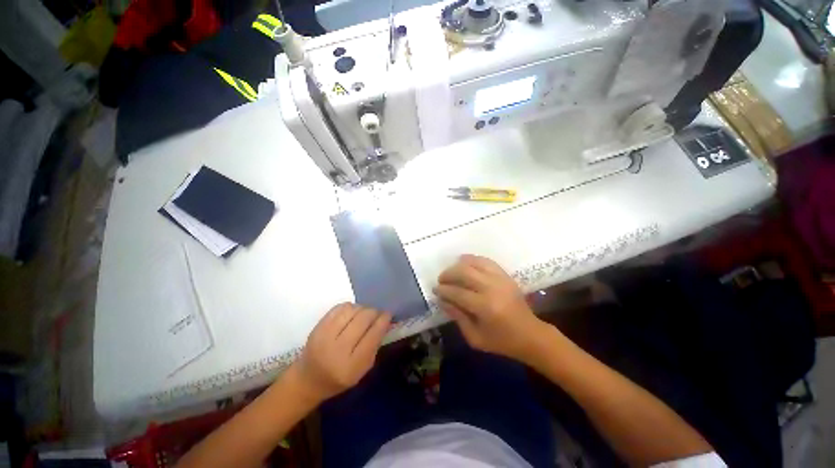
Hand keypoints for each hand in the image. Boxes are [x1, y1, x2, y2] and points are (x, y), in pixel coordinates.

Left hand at [293, 303, 390, 402]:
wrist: (308, 379)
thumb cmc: (340, 377)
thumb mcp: (362, 369)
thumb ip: (374, 345)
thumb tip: (385, 321)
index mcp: (351, 366)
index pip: (373, 335)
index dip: (383, 320)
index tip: (388, 314)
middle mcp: (337, 349)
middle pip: (363, 319)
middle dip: (374, 312)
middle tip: (377, 313)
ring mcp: (324, 336)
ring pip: (351, 310)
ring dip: (362, 308)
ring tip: (364, 314)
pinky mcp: (318, 327)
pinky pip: (339, 307)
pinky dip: (350, 307)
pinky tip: (352, 313)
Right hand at [435, 255, 547, 362]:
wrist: (530, 335)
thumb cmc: (501, 341)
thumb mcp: (475, 337)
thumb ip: (457, 317)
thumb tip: (442, 300)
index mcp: (485, 307)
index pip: (457, 292)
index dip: (443, 290)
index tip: (435, 289)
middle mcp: (492, 288)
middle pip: (464, 272)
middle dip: (448, 274)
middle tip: (441, 279)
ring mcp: (500, 279)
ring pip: (474, 263)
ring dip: (458, 265)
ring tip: (451, 271)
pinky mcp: (505, 275)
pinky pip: (486, 261)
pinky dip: (473, 259)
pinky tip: (464, 261)